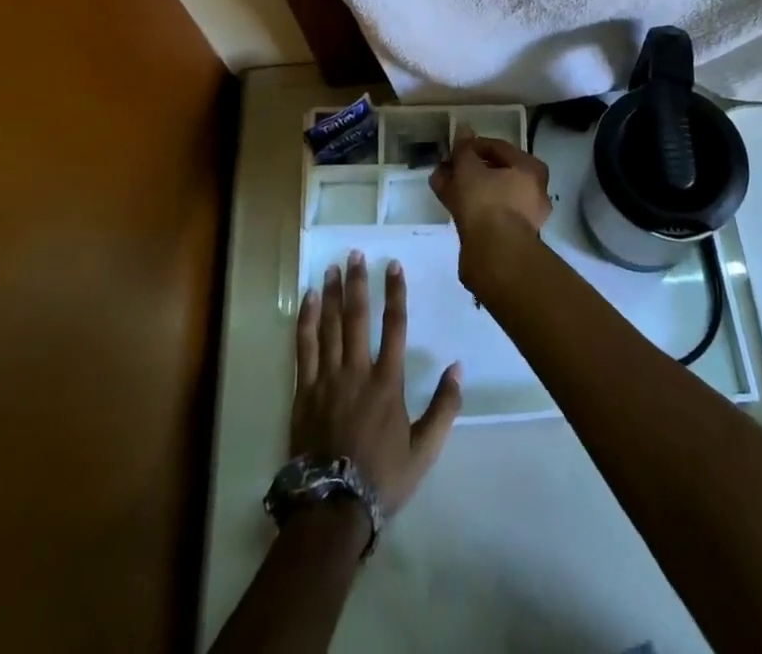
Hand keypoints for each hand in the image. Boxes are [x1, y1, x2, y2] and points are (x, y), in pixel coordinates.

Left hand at [293, 251, 460, 525]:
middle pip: (357, 316)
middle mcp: (357, 371)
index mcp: (388, 381)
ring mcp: (327, 378)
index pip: (394, 325)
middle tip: (355, 254)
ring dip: (331, 294)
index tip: (392, 265)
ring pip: (329, 326)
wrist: (333, 507)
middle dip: (357, 282)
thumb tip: (458, 367)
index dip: (395, 292)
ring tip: (332, 267)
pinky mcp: (304, 391)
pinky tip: (308, 300)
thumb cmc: (383, 477)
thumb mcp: (425, 449)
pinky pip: (304, 347)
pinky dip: (306, 321)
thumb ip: (444, 407)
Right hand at [429, 131, 552, 244]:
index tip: (452, 147)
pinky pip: (485, 212)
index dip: (473, 145)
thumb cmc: (487, 202)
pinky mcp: (507, 237)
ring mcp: (521, 216)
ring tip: (439, 182)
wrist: (495, 256)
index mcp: (531, 169)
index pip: (499, 147)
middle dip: (467, 168)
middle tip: (445, 165)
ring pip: (488, 193)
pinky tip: (445, 200)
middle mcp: (532, 192)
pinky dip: (467, 205)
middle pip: (494, 172)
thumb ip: (464, 149)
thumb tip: (463, 129)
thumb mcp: (469, 168)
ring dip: (464, 186)